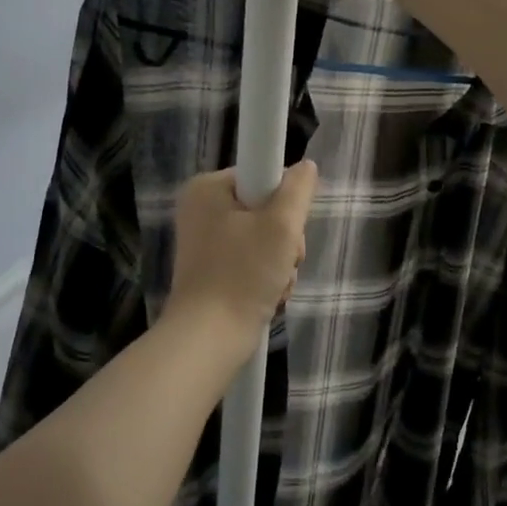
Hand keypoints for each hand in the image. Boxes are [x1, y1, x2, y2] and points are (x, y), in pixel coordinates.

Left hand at [168, 161, 318, 336]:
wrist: (209, 338)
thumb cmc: (243, 274)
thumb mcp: (281, 225)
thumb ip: (298, 189)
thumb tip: (305, 167)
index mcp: (206, 188)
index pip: (261, 176)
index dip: (283, 202)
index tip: (287, 230)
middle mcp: (200, 210)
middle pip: (264, 209)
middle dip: (285, 240)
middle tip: (285, 261)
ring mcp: (204, 243)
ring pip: (262, 239)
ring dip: (280, 262)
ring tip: (277, 284)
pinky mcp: (211, 271)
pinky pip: (250, 262)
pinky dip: (266, 278)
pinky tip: (269, 296)